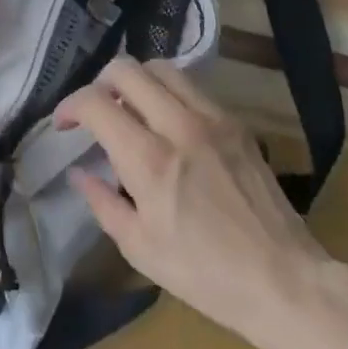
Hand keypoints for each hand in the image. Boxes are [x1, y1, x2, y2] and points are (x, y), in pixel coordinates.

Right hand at [55, 57, 329, 346]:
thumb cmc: (205, 275)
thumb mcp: (139, 249)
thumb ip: (102, 202)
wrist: (283, 280)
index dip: (70, 106)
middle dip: (99, 83)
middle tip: (96, 111)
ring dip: (136, 81)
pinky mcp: (235, 122)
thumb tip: (78, 171)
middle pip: (126, 69)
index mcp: (149, 160)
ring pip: (161, 67)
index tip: (64, 124)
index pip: (96, 103)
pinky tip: (167, 121)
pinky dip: (168, 91)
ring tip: (131, 109)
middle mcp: (178, 126)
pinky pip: (192, 86)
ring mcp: (212, 118)